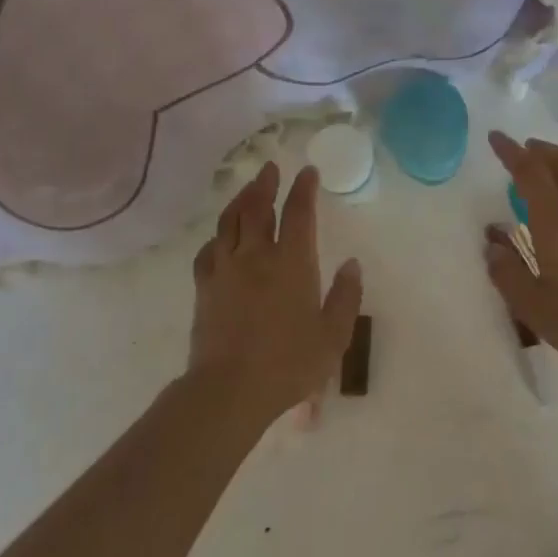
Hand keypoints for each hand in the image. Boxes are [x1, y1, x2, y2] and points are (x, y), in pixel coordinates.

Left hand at [187, 161, 362, 428]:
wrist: (230, 389)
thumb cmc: (289, 363)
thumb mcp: (333, 335)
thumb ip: (346, 296)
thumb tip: (353, 263)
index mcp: (292, 263)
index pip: (298, 213)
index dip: (304, 189)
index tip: (308, 171)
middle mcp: (256, 256)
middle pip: (257, 208)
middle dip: (266, 184)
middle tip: (271, 168)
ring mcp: (226, 270)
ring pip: (229, 222)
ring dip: (240, 200)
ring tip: (247, 189)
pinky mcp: (204, 287)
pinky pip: (208, 250)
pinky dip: (217, 236)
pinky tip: (220, 237)